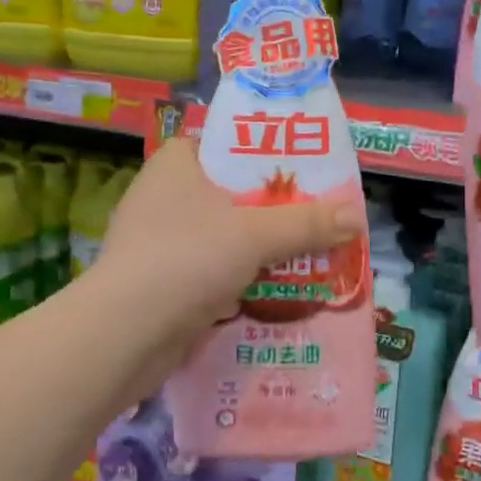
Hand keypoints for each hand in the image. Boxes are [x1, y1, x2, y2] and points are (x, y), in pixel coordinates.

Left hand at [92, 137, 361, 341]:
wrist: (125, 334)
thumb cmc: (187, 258)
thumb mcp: (255, 234)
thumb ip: (306, 224)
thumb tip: (356, 216)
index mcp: (176, 165)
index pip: (225, 145)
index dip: (265, 154)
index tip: (303, 171)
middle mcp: (162, 196)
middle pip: (230, 193)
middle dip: (273, 209)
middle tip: (316, 215)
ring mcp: (158, 242)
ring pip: (223, 235)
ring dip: (259, 248)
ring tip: (307, 253)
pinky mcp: (160, 282)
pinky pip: (211, 270)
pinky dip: (239, 278)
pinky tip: (274, 289)